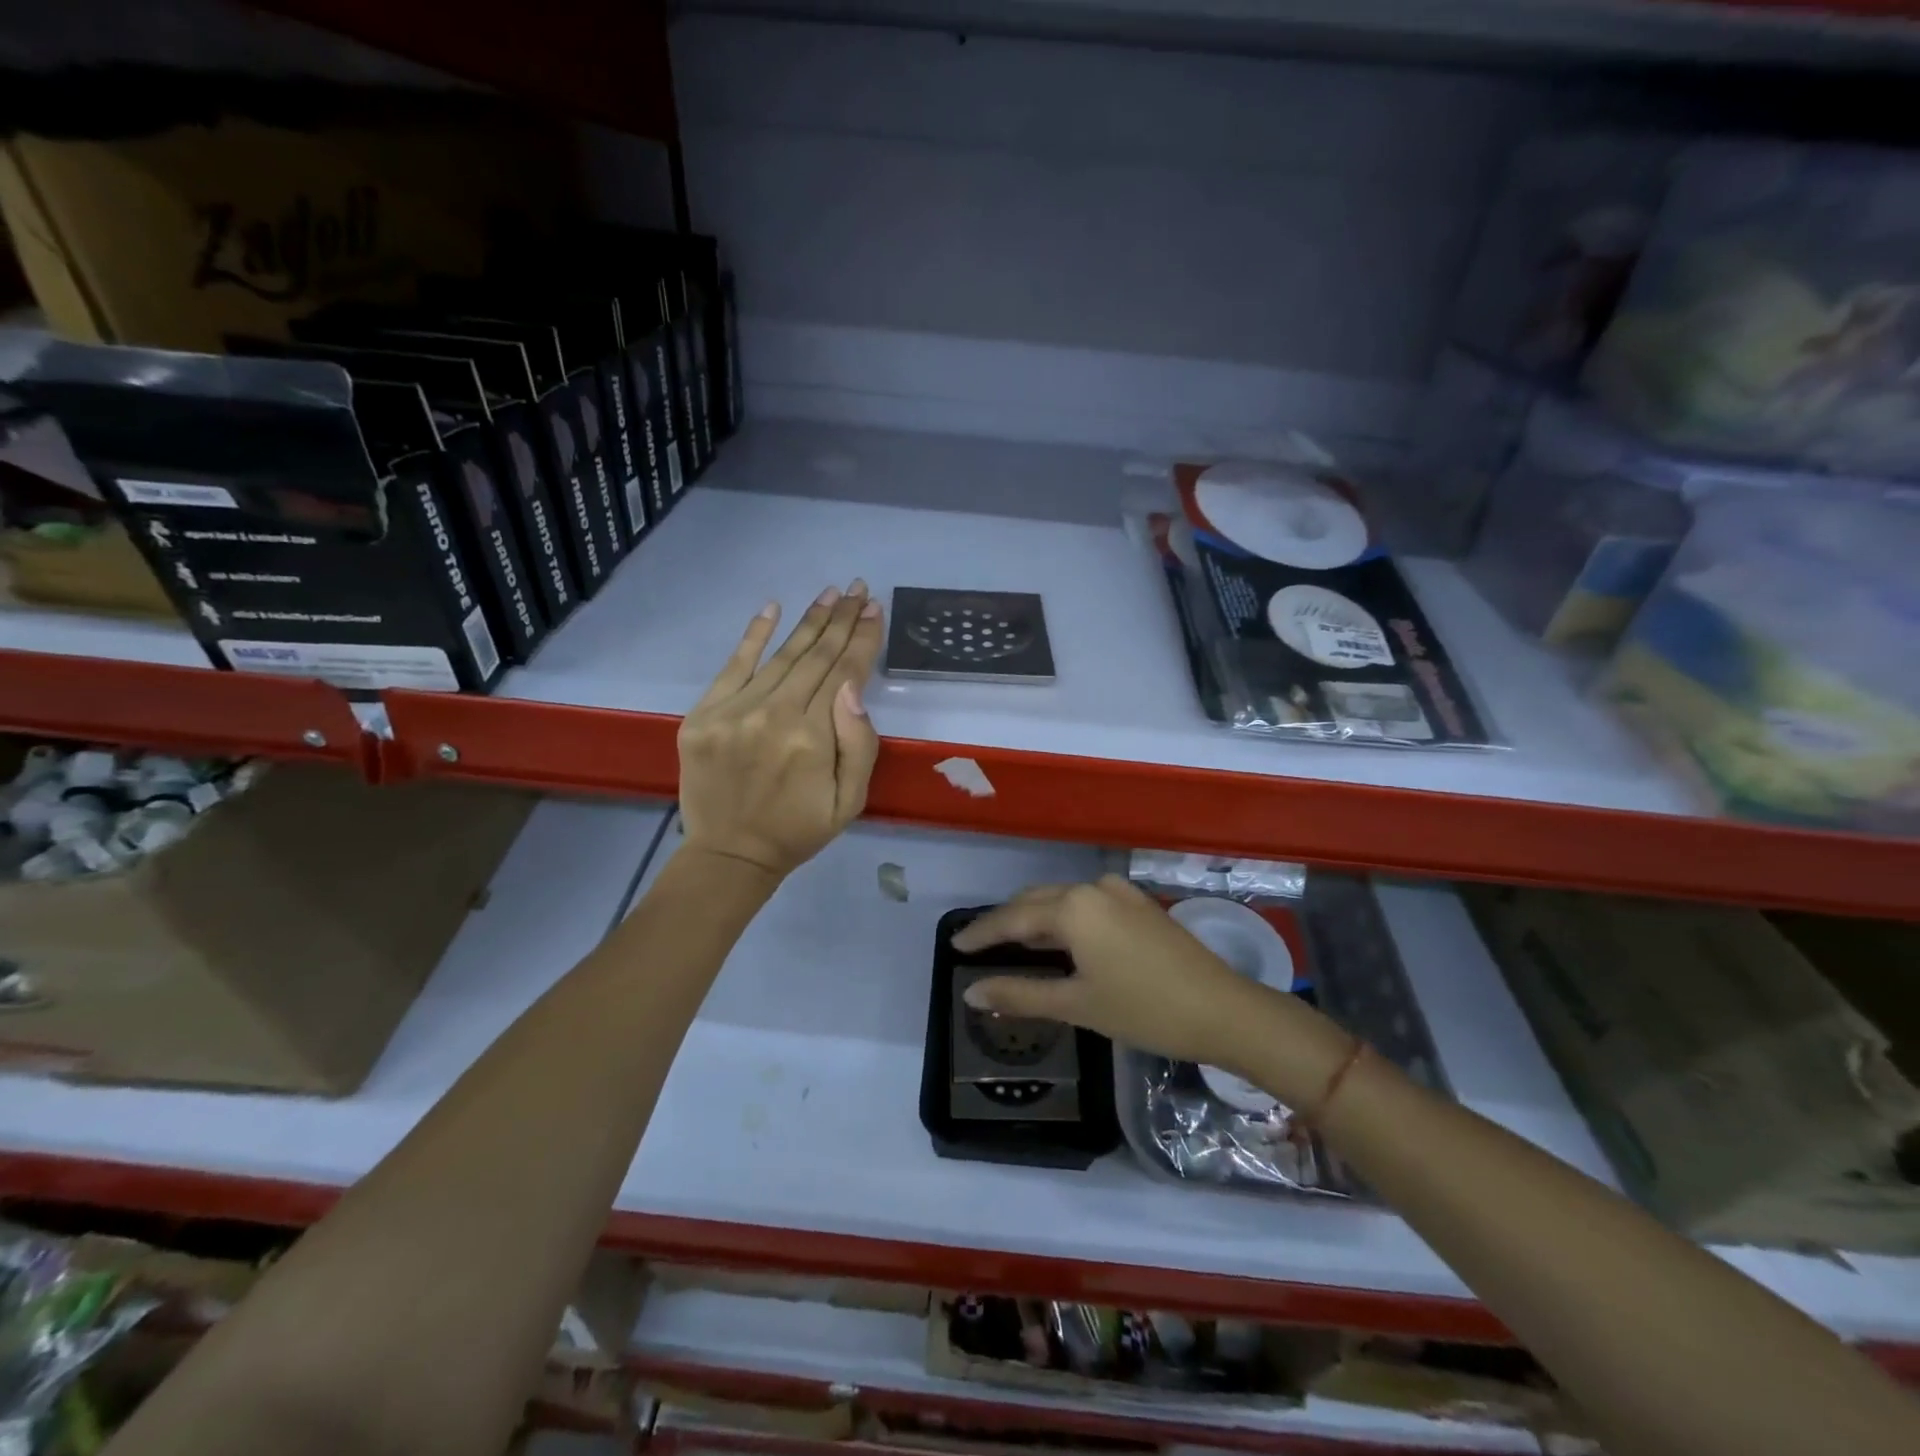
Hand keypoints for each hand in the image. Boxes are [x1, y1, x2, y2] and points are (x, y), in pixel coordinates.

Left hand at [677, 581, 883, 879]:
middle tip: (858, 588)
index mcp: (813, 738)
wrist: (730, 854)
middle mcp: (774, 715)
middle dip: (841, 620)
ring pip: (781, 655)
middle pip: (816, 656)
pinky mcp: (703, 714)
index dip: (862, 639)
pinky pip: (733, 665)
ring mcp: (734, 711)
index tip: (875, 609)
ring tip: (831, 594)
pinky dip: (753, 635)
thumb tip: (853, 688)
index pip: (844, 673)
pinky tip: (772, 607)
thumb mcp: (850, 800)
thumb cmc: (799, 829)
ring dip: (809, 621)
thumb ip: (859, 744)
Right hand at [951, 875, 1273, 1067]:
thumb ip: (1019, 994)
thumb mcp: (1077, 1004)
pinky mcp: (1139, 904)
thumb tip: (971, 993)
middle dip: (1005, 923)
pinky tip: (1060, 941)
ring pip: (1062, 901)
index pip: (1011, 918)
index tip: (955, 946)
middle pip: (1035, 902)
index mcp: (1072, 907)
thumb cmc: (1144, 1009)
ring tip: (1013, 944)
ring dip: (1035, 920)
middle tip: (979, 947)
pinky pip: (1086, 905)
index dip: (980, 934)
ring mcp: (1119, 893)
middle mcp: (1092, 888)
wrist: (1224, 1010)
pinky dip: (1064, 920)